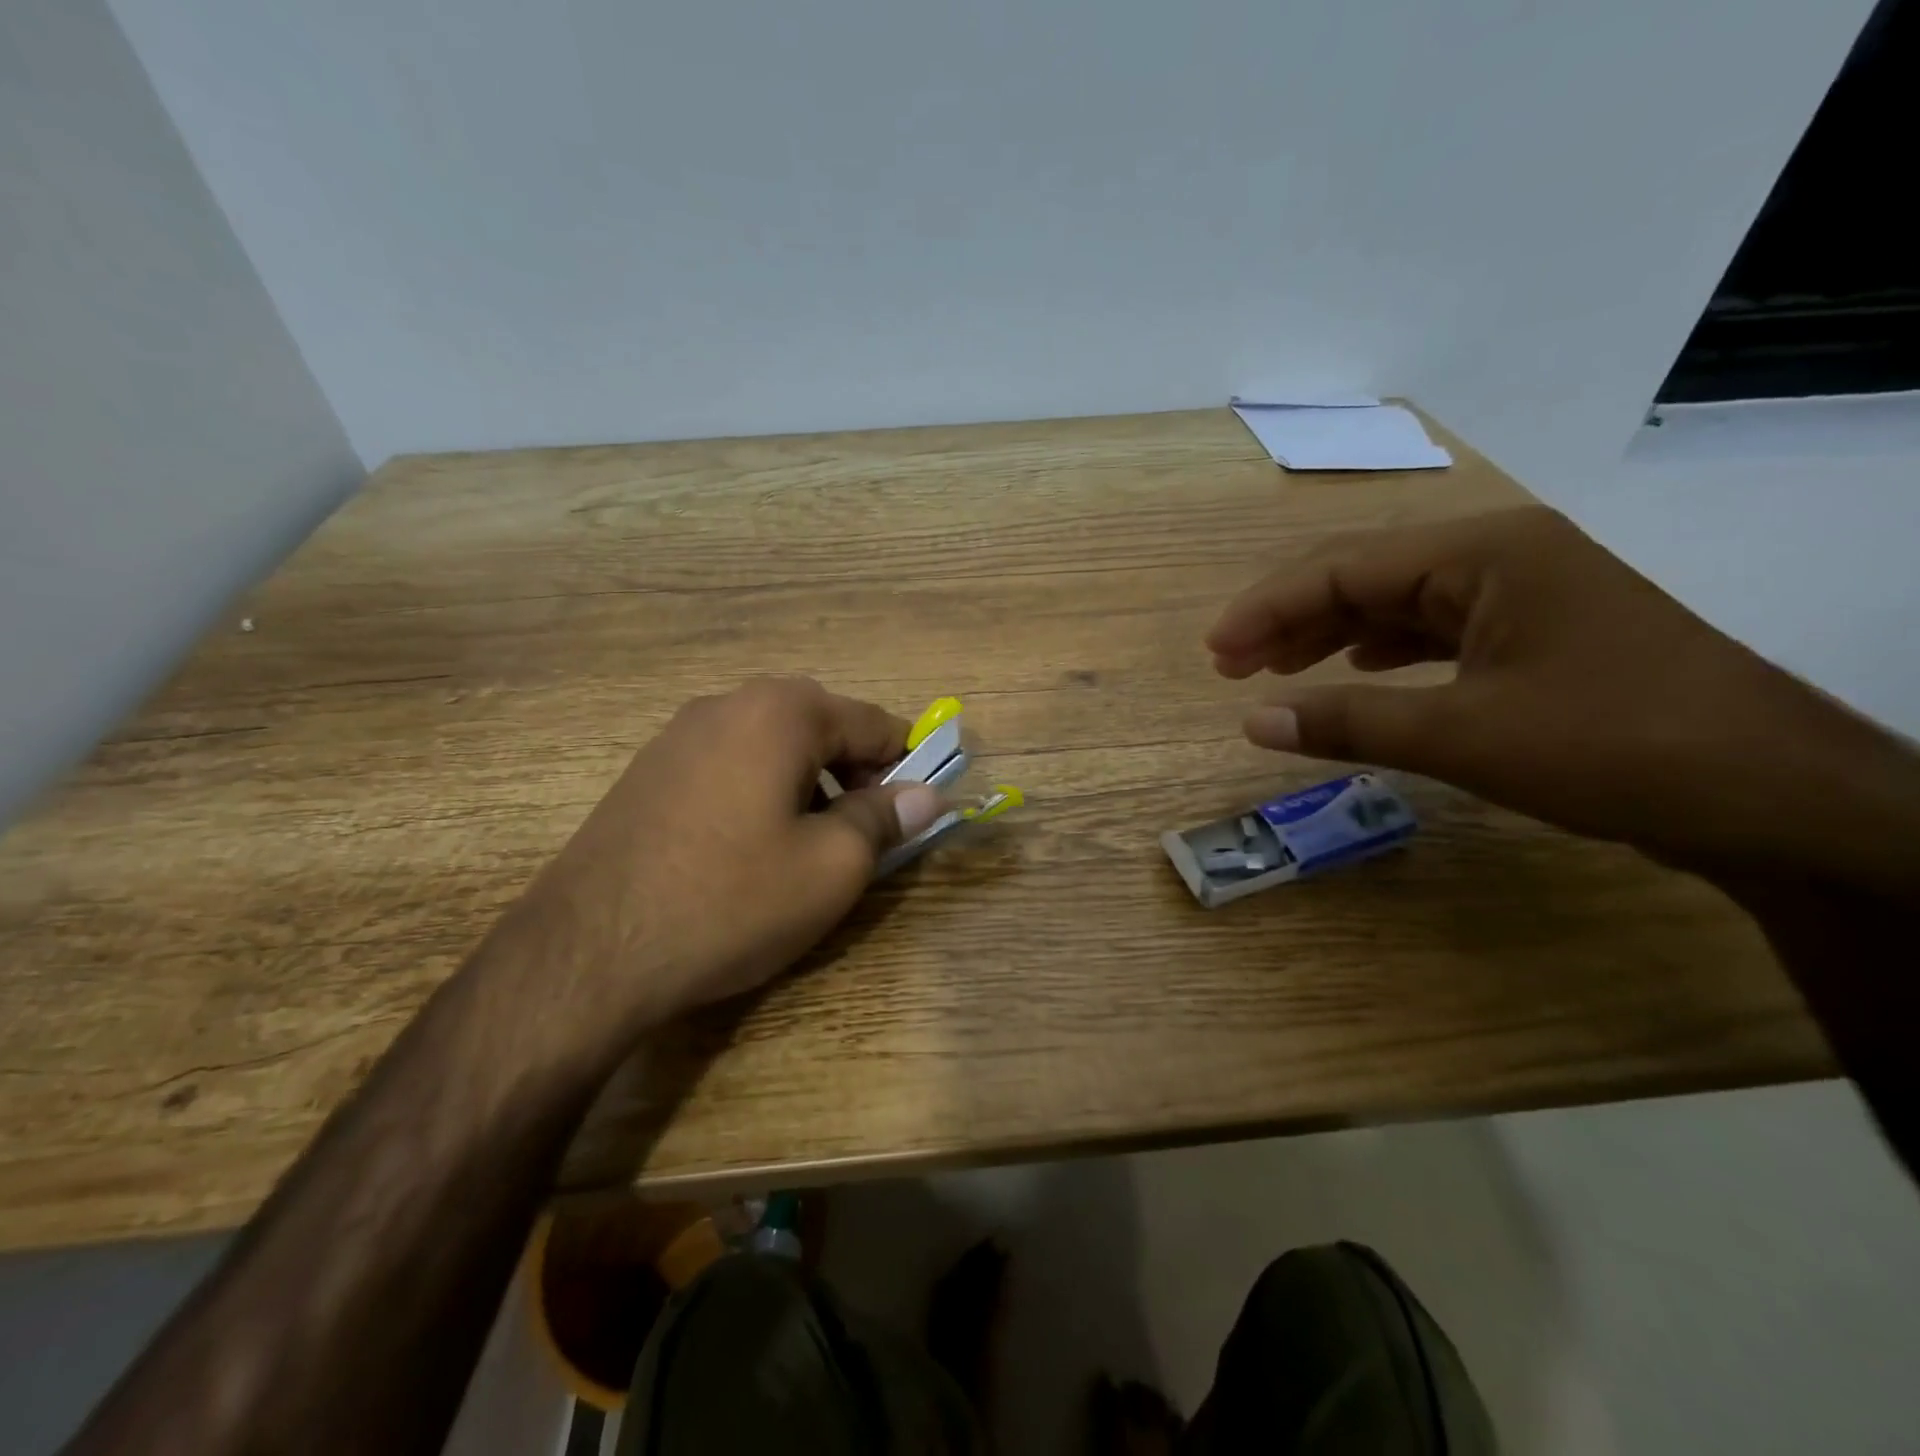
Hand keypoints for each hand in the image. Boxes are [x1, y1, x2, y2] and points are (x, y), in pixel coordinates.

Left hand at [513, 678, 944, 1024]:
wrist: (589, 952)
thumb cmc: (731, 900)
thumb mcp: (831, 867)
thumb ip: (884, 819)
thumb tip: (925, 796)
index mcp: (781, 712)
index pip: (871, 722)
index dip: (905, 764)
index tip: (914, 811)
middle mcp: (728, 704)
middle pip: (819, 726)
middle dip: (852, 772)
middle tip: (858, 833)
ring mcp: (678, 734)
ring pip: (771, 745)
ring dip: (806, 782)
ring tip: (803, 844)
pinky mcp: (647, 770)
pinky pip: (727, 764)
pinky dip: (759, 790)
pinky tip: (746, 848)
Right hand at [1207, 507, 1911, 883]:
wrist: (1775, 797)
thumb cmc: (1614, 748)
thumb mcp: (1463, 735)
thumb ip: (1348, 722)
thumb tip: (1251, 722)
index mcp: (1484, 552)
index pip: (1344, 568)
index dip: (1267, 608)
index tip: (1214, 651)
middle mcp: (1500, 555)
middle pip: (1365, 576)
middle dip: (1291, 619)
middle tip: (1229, 665)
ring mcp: (1521, 593)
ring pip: (1396, 602)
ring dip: (1329, 634)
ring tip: (1270, 670)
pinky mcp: (1534, 634)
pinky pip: (1432, 630)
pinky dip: (1380, 650)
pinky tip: (1352, 669)